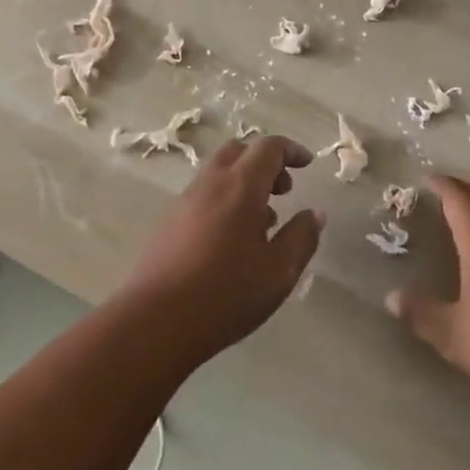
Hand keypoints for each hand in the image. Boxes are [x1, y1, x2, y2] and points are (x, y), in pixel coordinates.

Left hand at [116, 136, 324, 367]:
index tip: (307, 164)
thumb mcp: (278, 271)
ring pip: (219, 172)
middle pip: (239, 150)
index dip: (291, 150)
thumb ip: (301, 238)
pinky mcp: (169, 222)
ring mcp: (186, 201)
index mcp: (241, 185)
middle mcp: (212, 183)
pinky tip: (233, 239)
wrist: (155, 321)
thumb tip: (314, 214)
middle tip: (284, 189)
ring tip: (263, 220)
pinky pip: (204, 194)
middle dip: (266, 162)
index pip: (268, 147)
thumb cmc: (225, 293)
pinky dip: (226, 198)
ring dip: (245, 181)